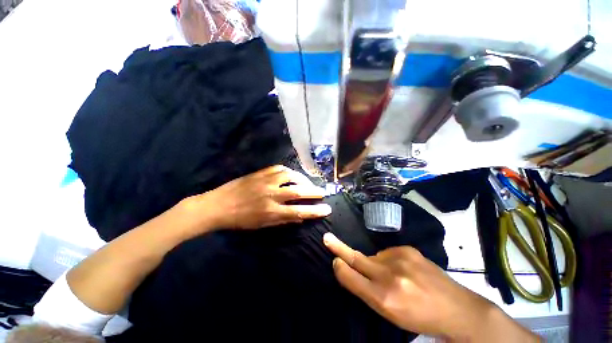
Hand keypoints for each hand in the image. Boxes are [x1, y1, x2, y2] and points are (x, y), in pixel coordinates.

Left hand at [193, 165, 331, 229]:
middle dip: (313, 191)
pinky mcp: (260, 173)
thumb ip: (283, 220)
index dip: (315, 211)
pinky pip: (279, 168)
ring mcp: (265, 181)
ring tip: (307, 183)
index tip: (327, 209)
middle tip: (322, 192)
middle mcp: (271, 194)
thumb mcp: (262, 225)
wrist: (217, 205)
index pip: (299, 211)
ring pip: (290, 175)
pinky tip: (292, 174)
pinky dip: (289, 171)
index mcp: (271, 211)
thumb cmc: (240, 220)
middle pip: (298, 191)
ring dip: (302, 179)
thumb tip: (300, 217)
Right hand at [323, 233, 537, 341]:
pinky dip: (387, 260)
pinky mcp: (408, 250)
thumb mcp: (390, 313)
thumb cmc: (420, 317)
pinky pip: (387, 253)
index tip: (332, 259)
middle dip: (339, 248)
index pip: (352, 277)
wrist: (457, 309)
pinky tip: (401, 270)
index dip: (340, 268)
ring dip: (374, 264)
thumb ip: (367, 291)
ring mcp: (401, 259)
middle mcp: (390, 276)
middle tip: (327, 238)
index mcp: (384, 298)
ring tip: (391, 276)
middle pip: (357, 259)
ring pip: (373, 257)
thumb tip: (348, 268)